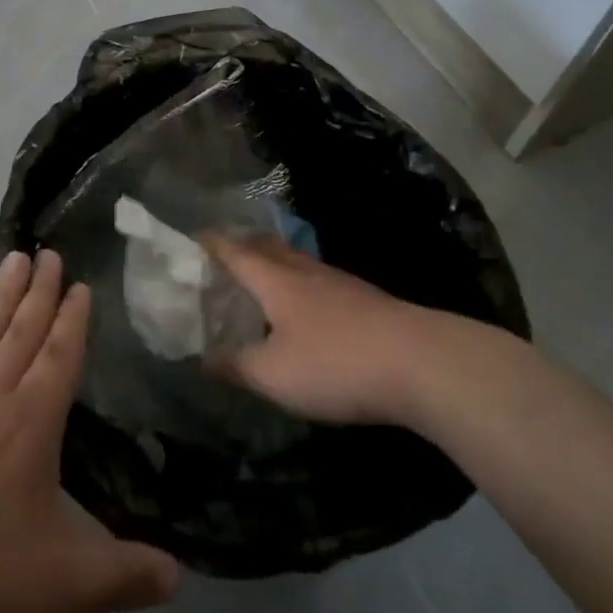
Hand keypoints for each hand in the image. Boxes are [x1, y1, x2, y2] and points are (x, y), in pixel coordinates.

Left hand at [0, 249, 179, 612]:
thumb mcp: (65, 585)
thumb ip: (124, 576)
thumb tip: (179, 576)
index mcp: (30, 421)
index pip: (59, 354)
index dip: (72, 317)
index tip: (79, 283)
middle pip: (21, 331)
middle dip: (39, 290)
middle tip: (48, 252)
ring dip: (2, 297)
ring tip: (13, 261)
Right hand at [202, 233, 435, 425]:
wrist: (419, 362)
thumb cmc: (335, 363)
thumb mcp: (275, 375)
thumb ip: (236, 365)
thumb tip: (204, 357)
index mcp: (275, 279)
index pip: (234, 251)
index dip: (211, 244)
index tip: (192, 238)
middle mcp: (303, 270)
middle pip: (266, 247)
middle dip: (241, 246)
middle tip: (222, 255)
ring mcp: (337, 282)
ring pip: (294, 261)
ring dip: (271, 263)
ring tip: (259, 278)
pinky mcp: (363, 299)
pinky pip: (316, 280)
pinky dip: (297, 283)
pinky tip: (304, 307)